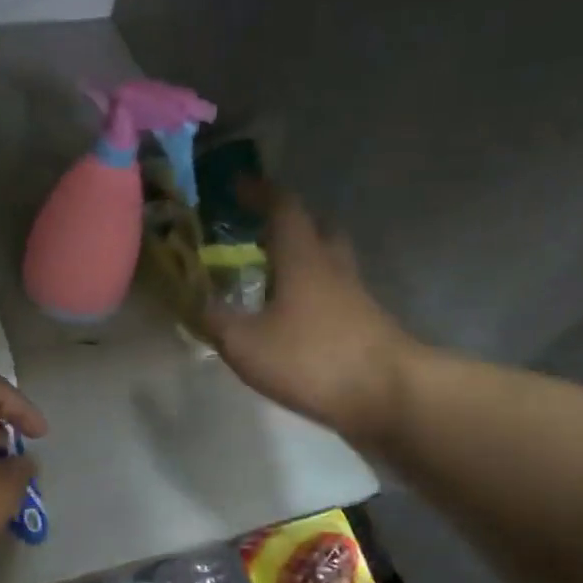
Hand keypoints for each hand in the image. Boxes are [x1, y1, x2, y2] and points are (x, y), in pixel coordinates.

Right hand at [205, 186, 426, 447]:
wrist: (389, 397)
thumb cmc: (312, 359)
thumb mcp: (246, 343)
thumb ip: (216, 320)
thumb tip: (194, 301)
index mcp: (303, 258)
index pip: (283, 207)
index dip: (260, 192)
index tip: (238, 185)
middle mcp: (333, 268)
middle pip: (317, 229)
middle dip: (288, 224)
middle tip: (259, 233)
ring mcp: (355, 298)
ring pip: (329, 264)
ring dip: (303, 262)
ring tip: (271, 279)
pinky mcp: (366, 327)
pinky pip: (335, 298)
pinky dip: (312, 298)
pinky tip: (292, 321)